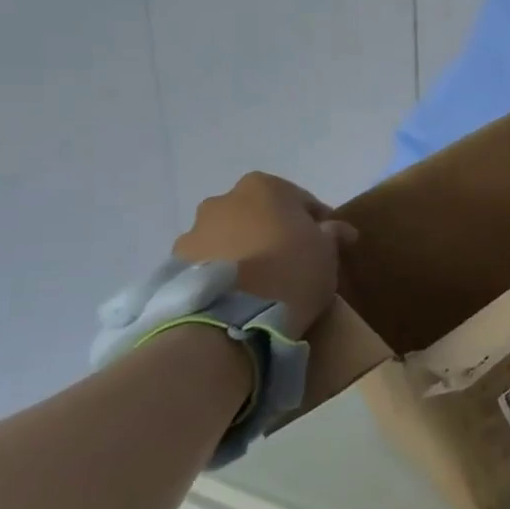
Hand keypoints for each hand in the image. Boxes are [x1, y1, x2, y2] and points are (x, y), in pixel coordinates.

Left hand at [174, 172, 356, 336]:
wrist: (230, 321)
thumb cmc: (290, 273)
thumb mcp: (327, 252)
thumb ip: (331, 234)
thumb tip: (336, 228)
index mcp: (263, 187)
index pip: (302, 201)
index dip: (319, 223)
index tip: (330, 245)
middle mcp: (223, 200)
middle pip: (260, 215)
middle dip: (275, 232)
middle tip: (294, 262)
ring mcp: (193, 232)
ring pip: (230, 237)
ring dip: (245, 252)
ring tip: (262, 284)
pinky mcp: (173, 266)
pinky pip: (209, 264)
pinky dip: (224, 272)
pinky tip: (239, 295)